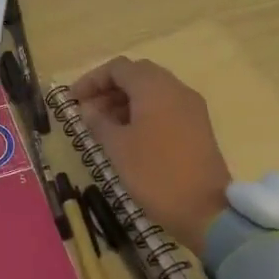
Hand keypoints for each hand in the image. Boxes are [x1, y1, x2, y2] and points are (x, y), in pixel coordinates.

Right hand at [67, 57, 231, 250]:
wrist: (205, 209)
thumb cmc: (154, 173)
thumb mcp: (117, 147)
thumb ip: (98, 122)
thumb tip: (88, 109)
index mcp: (155, 88)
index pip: (118, 68)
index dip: (92, 80)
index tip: (73, 101)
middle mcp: (176, 89)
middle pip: (137, 75)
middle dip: (109, 88)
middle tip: (87, 111)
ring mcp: (191, 107)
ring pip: (152, 91)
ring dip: (125, 101)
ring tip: (103, 126)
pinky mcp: (197, 126)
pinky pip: (165, 107)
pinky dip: (143, 112)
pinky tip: (127, 135)